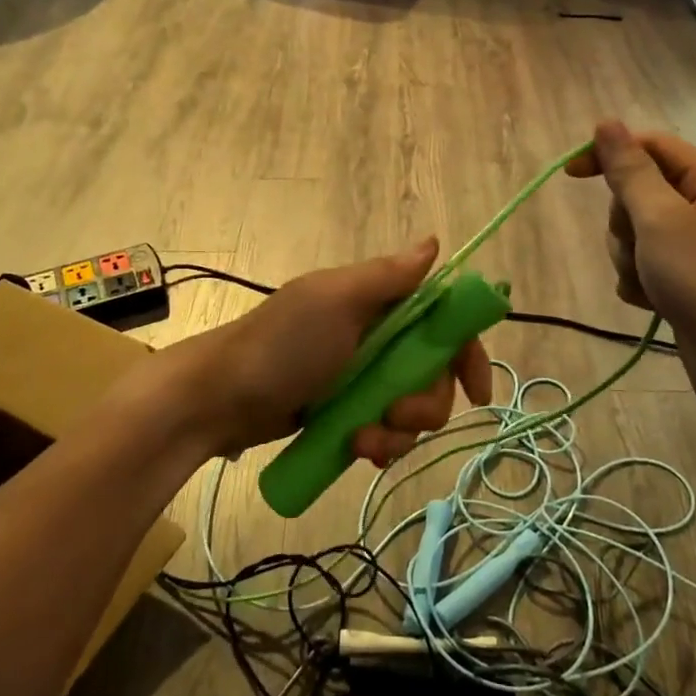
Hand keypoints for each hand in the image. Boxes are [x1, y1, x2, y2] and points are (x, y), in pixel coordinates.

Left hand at [176, 239, 493, 464]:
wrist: (219, 399)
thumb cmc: (282, 345)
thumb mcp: (335, 301)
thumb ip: (388, 277)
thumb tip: (434, 243)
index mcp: (378, 303)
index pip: (443, 321)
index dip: (466, 352)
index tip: (476, 391)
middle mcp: (376, 337)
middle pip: (434, 373)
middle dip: (424, 403)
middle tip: (395, 415)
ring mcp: (360, 377)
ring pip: (411, 409)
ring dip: (397, 431)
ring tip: (363, 441)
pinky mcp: (345, 412)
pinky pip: (384, 432)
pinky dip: (379, 444)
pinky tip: (359, 452)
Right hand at [568, 120, 695, 427]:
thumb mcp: (663, 220)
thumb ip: (630, 172)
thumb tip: (606, 124)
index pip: (653, 148)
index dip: (611, 155)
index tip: (570, 175)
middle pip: (640, 194)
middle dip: (626, 223)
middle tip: (642, 247)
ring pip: (637, 236)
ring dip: (630, 258)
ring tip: (651, 284)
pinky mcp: (688, 286)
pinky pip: (645, 269)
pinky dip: (640, 284)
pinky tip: (652, 304)